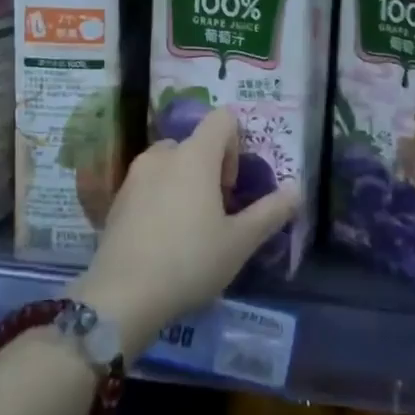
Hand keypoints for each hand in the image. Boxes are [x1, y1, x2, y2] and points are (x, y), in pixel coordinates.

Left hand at [74, 108, 301, 357]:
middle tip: (217, 213)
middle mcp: (162, 155)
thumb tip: (297, 190)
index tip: (232, 186)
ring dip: (184, 182)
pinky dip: (161, 197)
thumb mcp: (240, 242)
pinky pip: (148, 183)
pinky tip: (163, 239)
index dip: (235, 144)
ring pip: (169, 163)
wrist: (122, 295)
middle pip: (195, 143)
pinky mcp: (117, 198)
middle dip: (210, 169)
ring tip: (190, 226)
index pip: (222, 119)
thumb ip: (270, 212)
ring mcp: (135, 175)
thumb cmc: (190, 262)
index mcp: (194, 156)